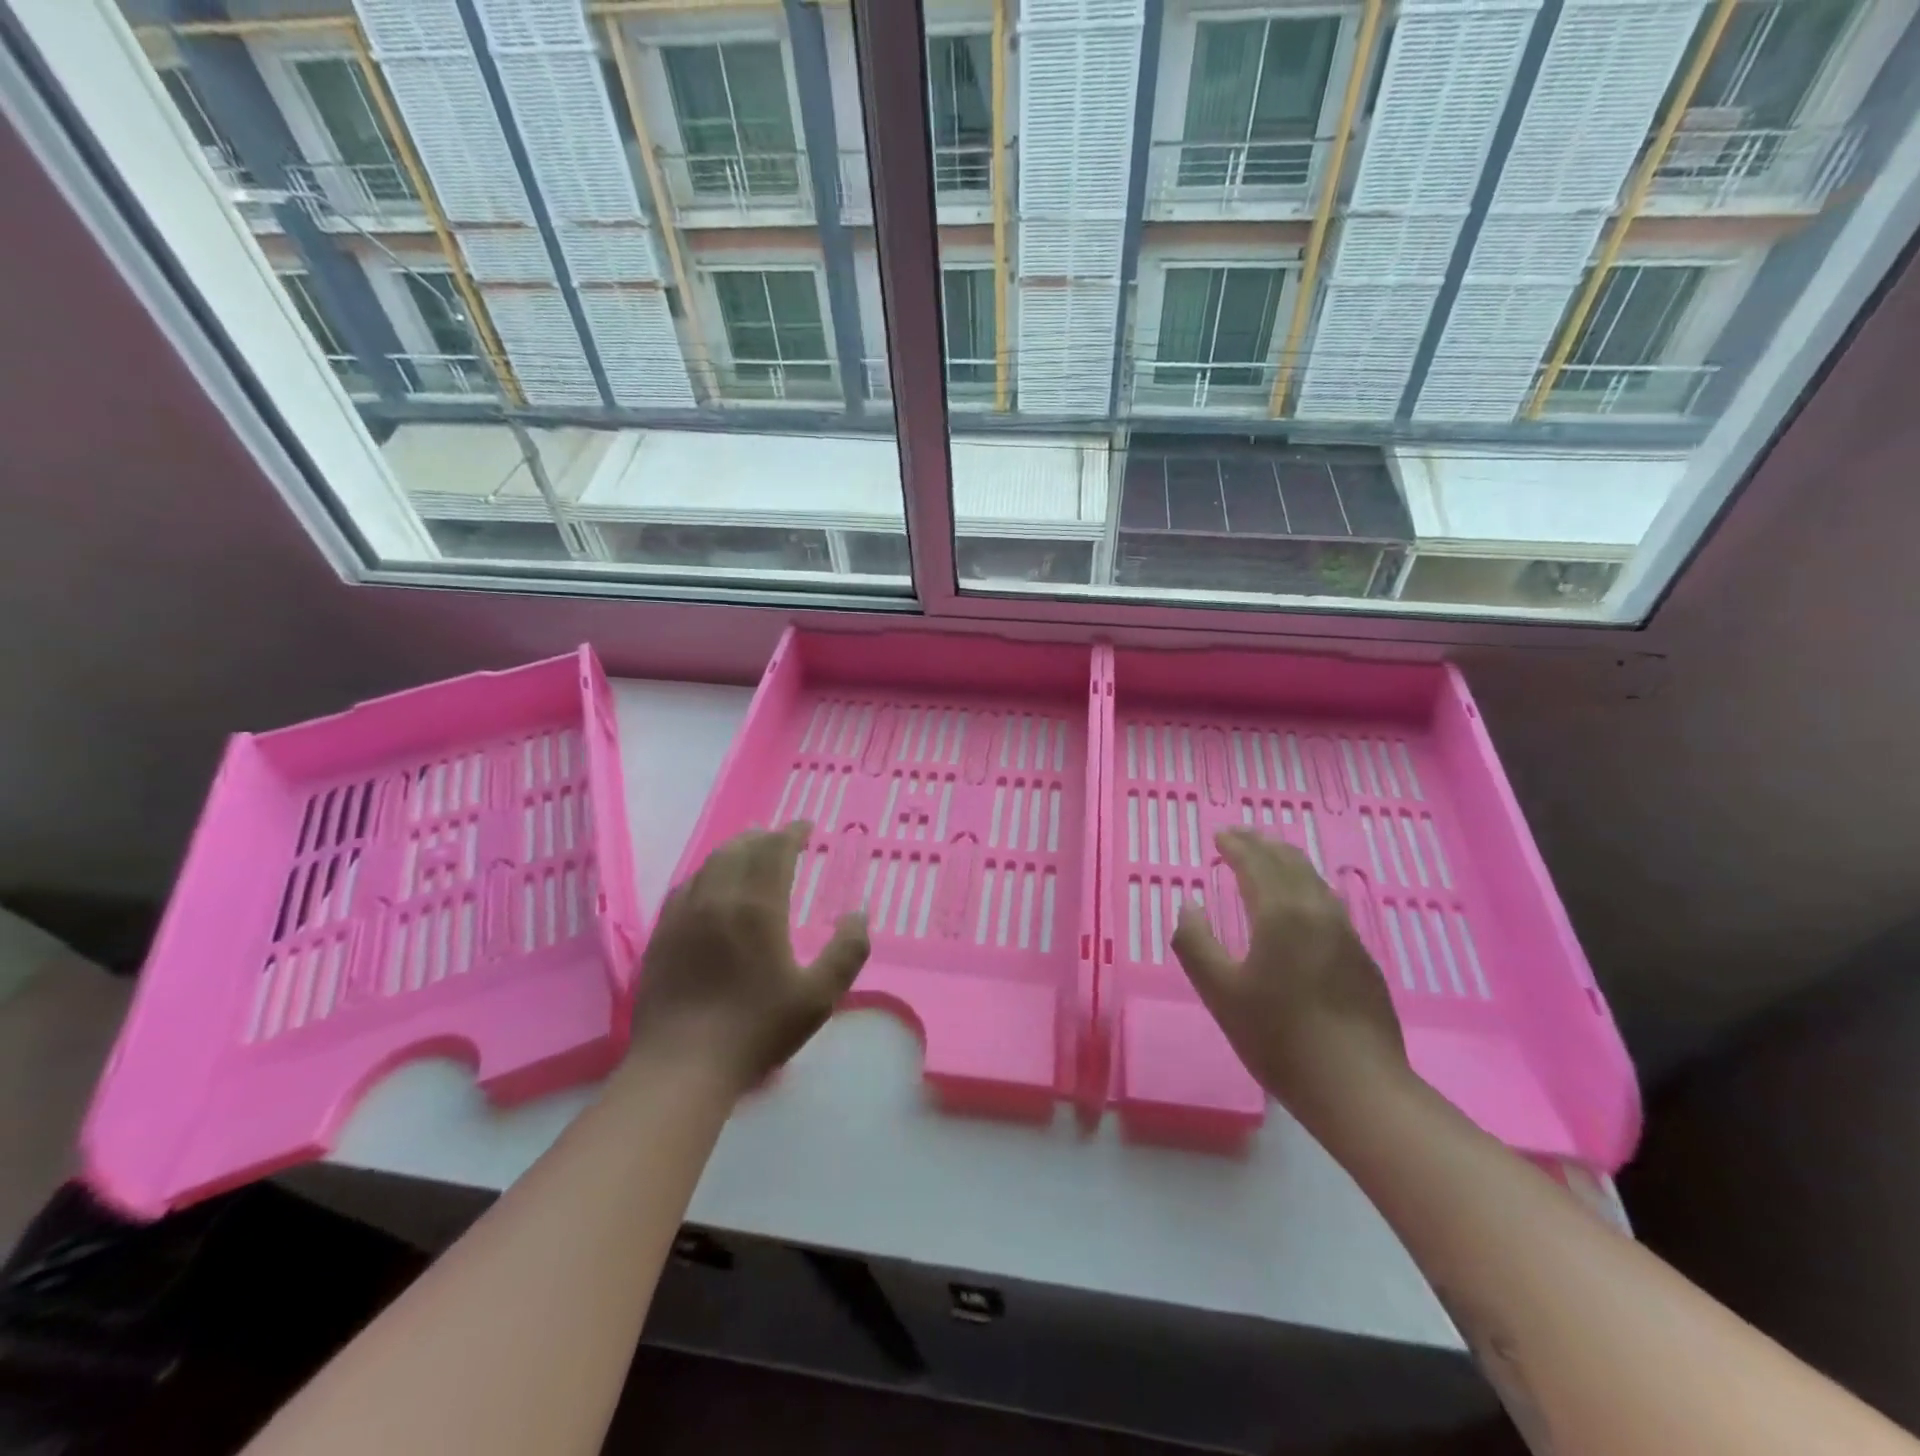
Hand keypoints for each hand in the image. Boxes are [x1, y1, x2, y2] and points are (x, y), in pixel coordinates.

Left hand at [631, 823, 869, 1094]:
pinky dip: (704, 873)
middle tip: (779, 838)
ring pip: (709, 864)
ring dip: (733, 850)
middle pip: (740, 849)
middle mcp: (718, 898)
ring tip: (747, 851)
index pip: (775, 851)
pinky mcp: (661, 935)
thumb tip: (859, 915)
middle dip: (763, 837)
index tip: (806, 827)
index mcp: (758, 906)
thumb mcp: (818, 996)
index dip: (792, 833)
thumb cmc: (757, 1029)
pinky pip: (684, 887)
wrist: (682, 1066)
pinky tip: (708, 885)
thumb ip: (847, 951)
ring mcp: (684, 915)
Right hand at [1171, 829, 1408, 1119]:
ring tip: (1269, 858)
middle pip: (1290, 863)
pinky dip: (1306, 886)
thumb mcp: (1219, 992)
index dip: (1236, 846)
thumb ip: (1195, 943)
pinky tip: (1302, 903)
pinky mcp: (1361, 958)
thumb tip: (1189, 906)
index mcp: (1280, 914)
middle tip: (1240, 836)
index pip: (1256, 864)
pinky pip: (1328, 903)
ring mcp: (1345, 934)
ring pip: (1314, 881)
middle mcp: (1317, 912)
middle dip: (1262, 845)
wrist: (1358, 1087)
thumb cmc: (1279, 1038)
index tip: (1219, 835)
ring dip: (1287, 862)